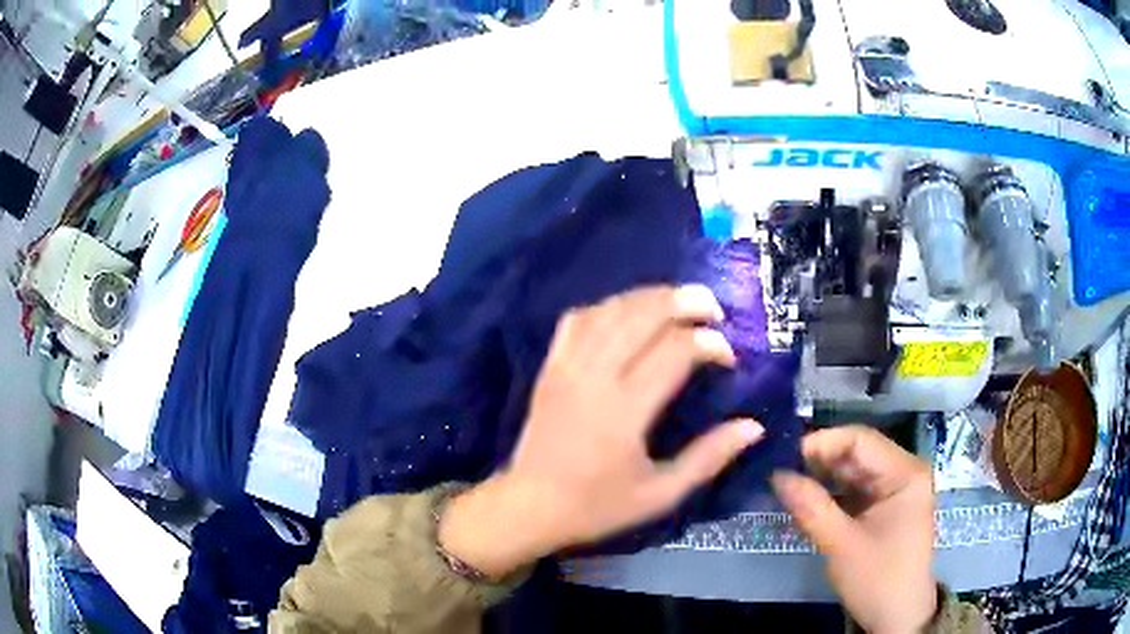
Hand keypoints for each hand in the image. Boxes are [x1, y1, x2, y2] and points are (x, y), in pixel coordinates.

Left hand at [440, 285, 764, 578]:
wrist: (529, 507)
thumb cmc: (597, 506)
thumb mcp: (660, 495)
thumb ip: (708, 458)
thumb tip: (753, 426)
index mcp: (624, 410)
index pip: (675, 352)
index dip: (710, 344)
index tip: (729, 357)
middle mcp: (594, 376)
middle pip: (643, 316)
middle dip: (684, 302)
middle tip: (713, 308)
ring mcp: (566, 366)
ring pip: (611, 309)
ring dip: (649, 296)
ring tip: (679, 301)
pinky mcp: (549, 366)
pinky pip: (578, 318)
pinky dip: (608, 306)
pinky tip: (627, 312)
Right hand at [772, 427, 936, 633]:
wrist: (899, 617)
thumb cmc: (878, 580)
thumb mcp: (841, 545)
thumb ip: (811, 507)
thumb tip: (776, 474)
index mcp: (906, 472)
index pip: (860, 440)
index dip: (822, 443)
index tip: (784, 457)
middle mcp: (905, 471)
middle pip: (858, 453)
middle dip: (819, 461)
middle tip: (780, 471)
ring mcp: (897, 489)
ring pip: (854, 471)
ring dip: (823, 478)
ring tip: (788, 485)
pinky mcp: (887, 506)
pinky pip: (857, 490)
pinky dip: (832, 494)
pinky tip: (808, 501)